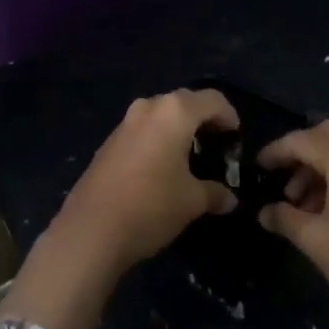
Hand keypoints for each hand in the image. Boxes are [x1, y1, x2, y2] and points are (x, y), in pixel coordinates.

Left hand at [53, 88, 240, 273]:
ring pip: (162, 114)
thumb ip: (215, 193)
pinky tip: (163, 167)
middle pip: (186, 102)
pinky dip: (159, 139)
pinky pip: (144, 129)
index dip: (229, 116)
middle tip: (217, 146)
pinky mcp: (110, 140)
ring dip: (179, 129)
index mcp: (174, 112)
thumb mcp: (192, 201)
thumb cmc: (151, 205)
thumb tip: (230, 198)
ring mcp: (126, 121)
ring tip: (191, 158)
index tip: (236, 139)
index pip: (212, 100)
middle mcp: (149, 107)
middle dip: (204, 120)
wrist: (92, 228)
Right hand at [257, 120, 328, 328]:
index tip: (255, 167)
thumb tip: (263, 211)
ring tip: (295, 203)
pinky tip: (319, 212)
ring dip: (314, 168)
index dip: (275, 151)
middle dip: (298, 151)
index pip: (301, 141)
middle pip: (324, 135)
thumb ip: (284, 218)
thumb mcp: (315, 240)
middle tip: (278, 175)